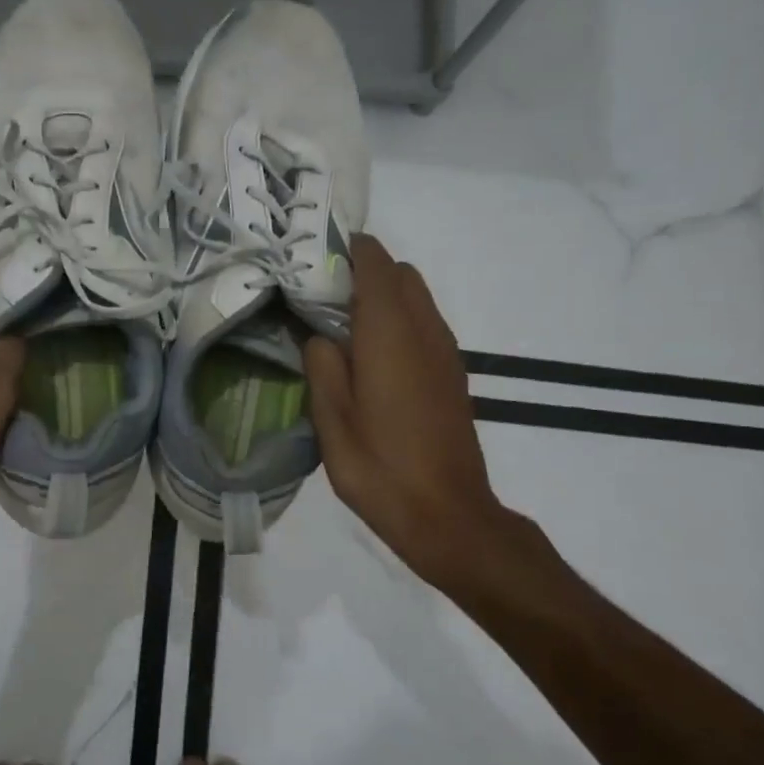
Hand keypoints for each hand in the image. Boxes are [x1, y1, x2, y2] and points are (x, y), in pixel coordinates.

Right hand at [304, 235, 511, 593]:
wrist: (447, 515)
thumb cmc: (381, 468)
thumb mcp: (332, 421)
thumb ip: (322, 365)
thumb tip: (319, 335)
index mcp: (391, 334)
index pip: (375, 263)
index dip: (346, 249)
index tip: (311, 258)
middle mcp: (425, 331)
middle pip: (400, 274)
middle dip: (363, 271)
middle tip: (319, 297)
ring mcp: (445, 352)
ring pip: (416, 298)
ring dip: (382, 297)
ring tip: (340, 327)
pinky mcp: (452, 374)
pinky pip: (424, 325)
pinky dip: (397, 321)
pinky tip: (370, 358)